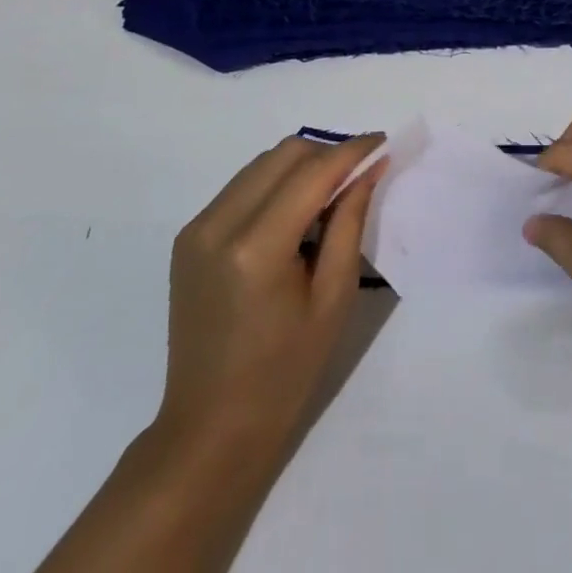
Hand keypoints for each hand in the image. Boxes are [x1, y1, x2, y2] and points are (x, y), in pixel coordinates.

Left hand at [153, 133, 383, 454]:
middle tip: (360, 173)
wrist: (209, 429)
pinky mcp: (188, 237)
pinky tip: (295, 214)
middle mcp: (219, 225)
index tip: (383, 142)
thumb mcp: (333, 297)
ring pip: (262, 163)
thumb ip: (350, 222)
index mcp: (257, 247)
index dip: (352, 151)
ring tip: (331, 194)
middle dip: (328, 153)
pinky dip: (276, 184)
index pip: (313, 172)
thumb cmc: (284, 372)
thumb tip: (369, 168)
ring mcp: (197, 229)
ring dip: (302, 165)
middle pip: (285, 154)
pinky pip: (242, 186)